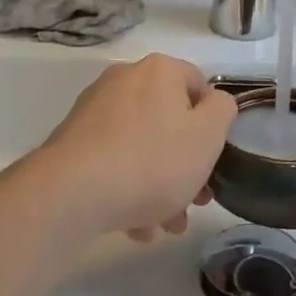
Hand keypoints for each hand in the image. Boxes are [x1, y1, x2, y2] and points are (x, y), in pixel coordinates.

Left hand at [35, 55, 236, 240]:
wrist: (72, 193)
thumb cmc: (151, 161)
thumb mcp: (207, 137)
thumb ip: (222, 111)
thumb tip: (214, 102)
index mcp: (160, 70)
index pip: (199, 86)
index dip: (211, 125)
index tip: (213, 162)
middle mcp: (126, 78)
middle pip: (169, 120)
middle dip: (185, 165)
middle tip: (193, 203)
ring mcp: (95, 108)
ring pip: (141, 145)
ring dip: (158, 184)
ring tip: (162, 225)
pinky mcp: (73, 139)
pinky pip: (113, 159)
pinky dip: (127, 187)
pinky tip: (133, 225)